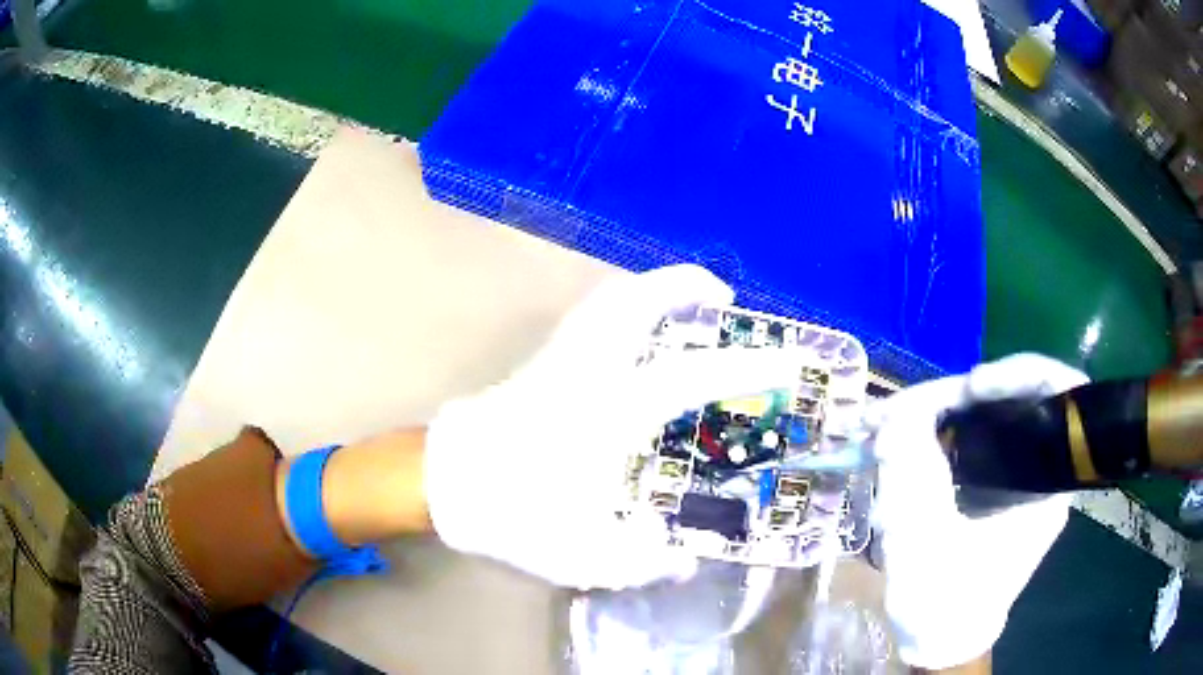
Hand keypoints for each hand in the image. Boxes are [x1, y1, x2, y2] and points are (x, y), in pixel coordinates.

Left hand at [425, 265, 803, 589]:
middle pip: (634, 302)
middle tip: (721, 295)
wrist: (446, 484)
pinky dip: (623, 308)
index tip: (789, 359)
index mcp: (607, 413)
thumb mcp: (583, 554)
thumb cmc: (513, 513)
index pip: (690, 376)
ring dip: (652, 290)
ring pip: (608, 301)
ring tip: (686, 300)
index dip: (746, 366)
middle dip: (683, 286)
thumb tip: (685, 557)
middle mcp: (587, 371)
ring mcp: (560, 359)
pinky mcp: (542, 363)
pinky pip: (592, 317)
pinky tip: (638, 333)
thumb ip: (643, 561)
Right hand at [869, 354, 1087, 668]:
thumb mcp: (925, 541)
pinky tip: (899, 440)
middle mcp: (1040, 470)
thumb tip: (898, 412)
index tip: (971, 387)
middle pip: (1011, 400)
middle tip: (901, 406)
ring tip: (887, 421)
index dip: (1019, 374)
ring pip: (985, 418)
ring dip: (936, 414)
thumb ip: (913, 472)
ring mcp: (1016, 476)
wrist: (940, 640)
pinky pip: (970, 440)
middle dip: (953, 397)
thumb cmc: (944, 602)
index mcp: (1048, 484)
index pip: (1059, 393)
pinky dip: (934, 434)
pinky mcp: (994, 485)